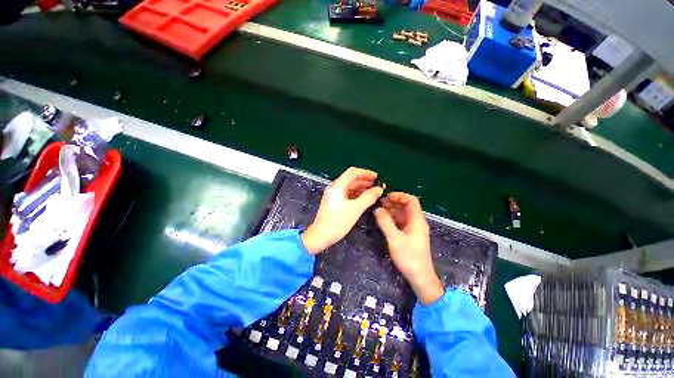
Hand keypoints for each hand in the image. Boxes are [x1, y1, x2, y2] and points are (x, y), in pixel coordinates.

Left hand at [302, 167, 383, 254]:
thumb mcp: (355, 209)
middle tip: (377, 186)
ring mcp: (334, 195)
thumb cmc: (337, 222)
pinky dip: (356, 194)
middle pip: (351, 179)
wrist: (320, 236)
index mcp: (337, 186)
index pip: (352, 172)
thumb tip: (379, 189)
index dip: (365, 173)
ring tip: (373, 192)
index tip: (377, 177)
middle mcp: (335, 188)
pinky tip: (364, 198)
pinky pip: (347, 194)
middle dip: (365, 180)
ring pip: (350, 186)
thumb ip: (368, 197)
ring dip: (361, 187)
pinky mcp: (334, 202)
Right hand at [375, 192, 443, 304]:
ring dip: (392, 210)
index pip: (411, 200)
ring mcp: (414, 228)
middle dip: (393, 202)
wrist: (419, 276)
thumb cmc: (408, 256)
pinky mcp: (410, 235)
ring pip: (403, 214)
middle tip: (379, 204)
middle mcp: (416, 221)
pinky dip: (393, 218)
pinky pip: (401, 222)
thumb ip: (385, 222)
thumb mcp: (394, 238)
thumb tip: (377, 209)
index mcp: (416, 220)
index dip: (399, 196)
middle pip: (406, 206)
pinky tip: (383, 221)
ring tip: (379, 211)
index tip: (386, 197)